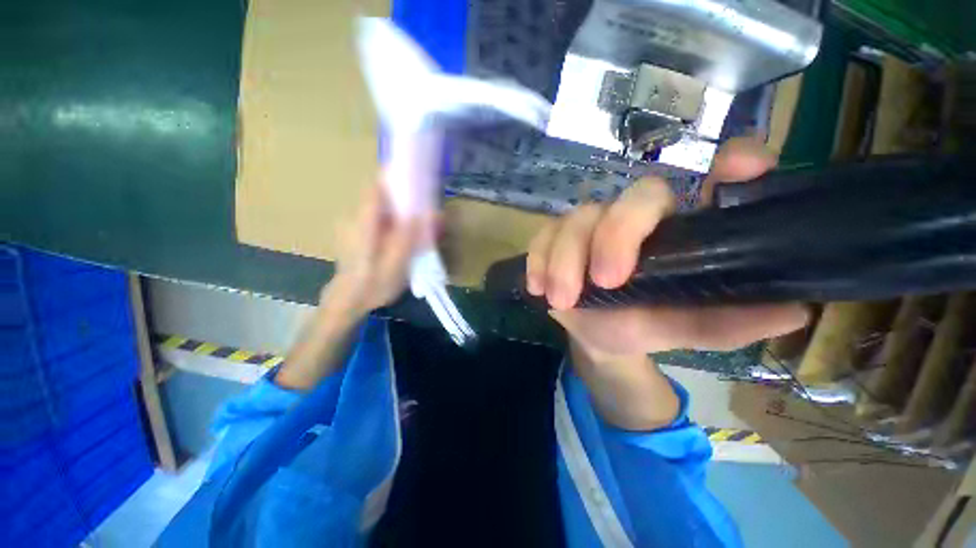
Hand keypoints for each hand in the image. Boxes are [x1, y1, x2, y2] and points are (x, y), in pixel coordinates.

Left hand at [278, 182, 425, 389]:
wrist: (348, 300)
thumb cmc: (372, 285)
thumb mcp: (396, 265)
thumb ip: (411, 237)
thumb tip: (429, 212)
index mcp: (364, 222)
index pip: (377, 186)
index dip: (395, 174)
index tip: (416, 172)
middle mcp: (356, 216)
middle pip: (384, 195)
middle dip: (407, 196)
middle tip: (428, 209)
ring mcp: (355, 222)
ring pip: (383, 206)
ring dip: (403, 209)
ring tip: (421, 225)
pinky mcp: (358, 230)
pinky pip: (381, 216)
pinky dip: (396, 219)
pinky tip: (406, 235)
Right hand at [526, 137, 809, 358]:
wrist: (599, 335)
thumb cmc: (646, 325)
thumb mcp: (686, 329)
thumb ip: (727, 321)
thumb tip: (794, 310)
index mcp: (680, 230)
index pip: (716, 179)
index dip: (733, 164)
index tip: (742, 171)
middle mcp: (637, 217)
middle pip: (632, 200)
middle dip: (616, 237)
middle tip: (607, 280)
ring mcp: (591, 224)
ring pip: (576, 219)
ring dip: (565, 260)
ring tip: (562, 300)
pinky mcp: (555, 238)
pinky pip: (542, 237)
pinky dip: (538, 261)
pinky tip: (539, 287)